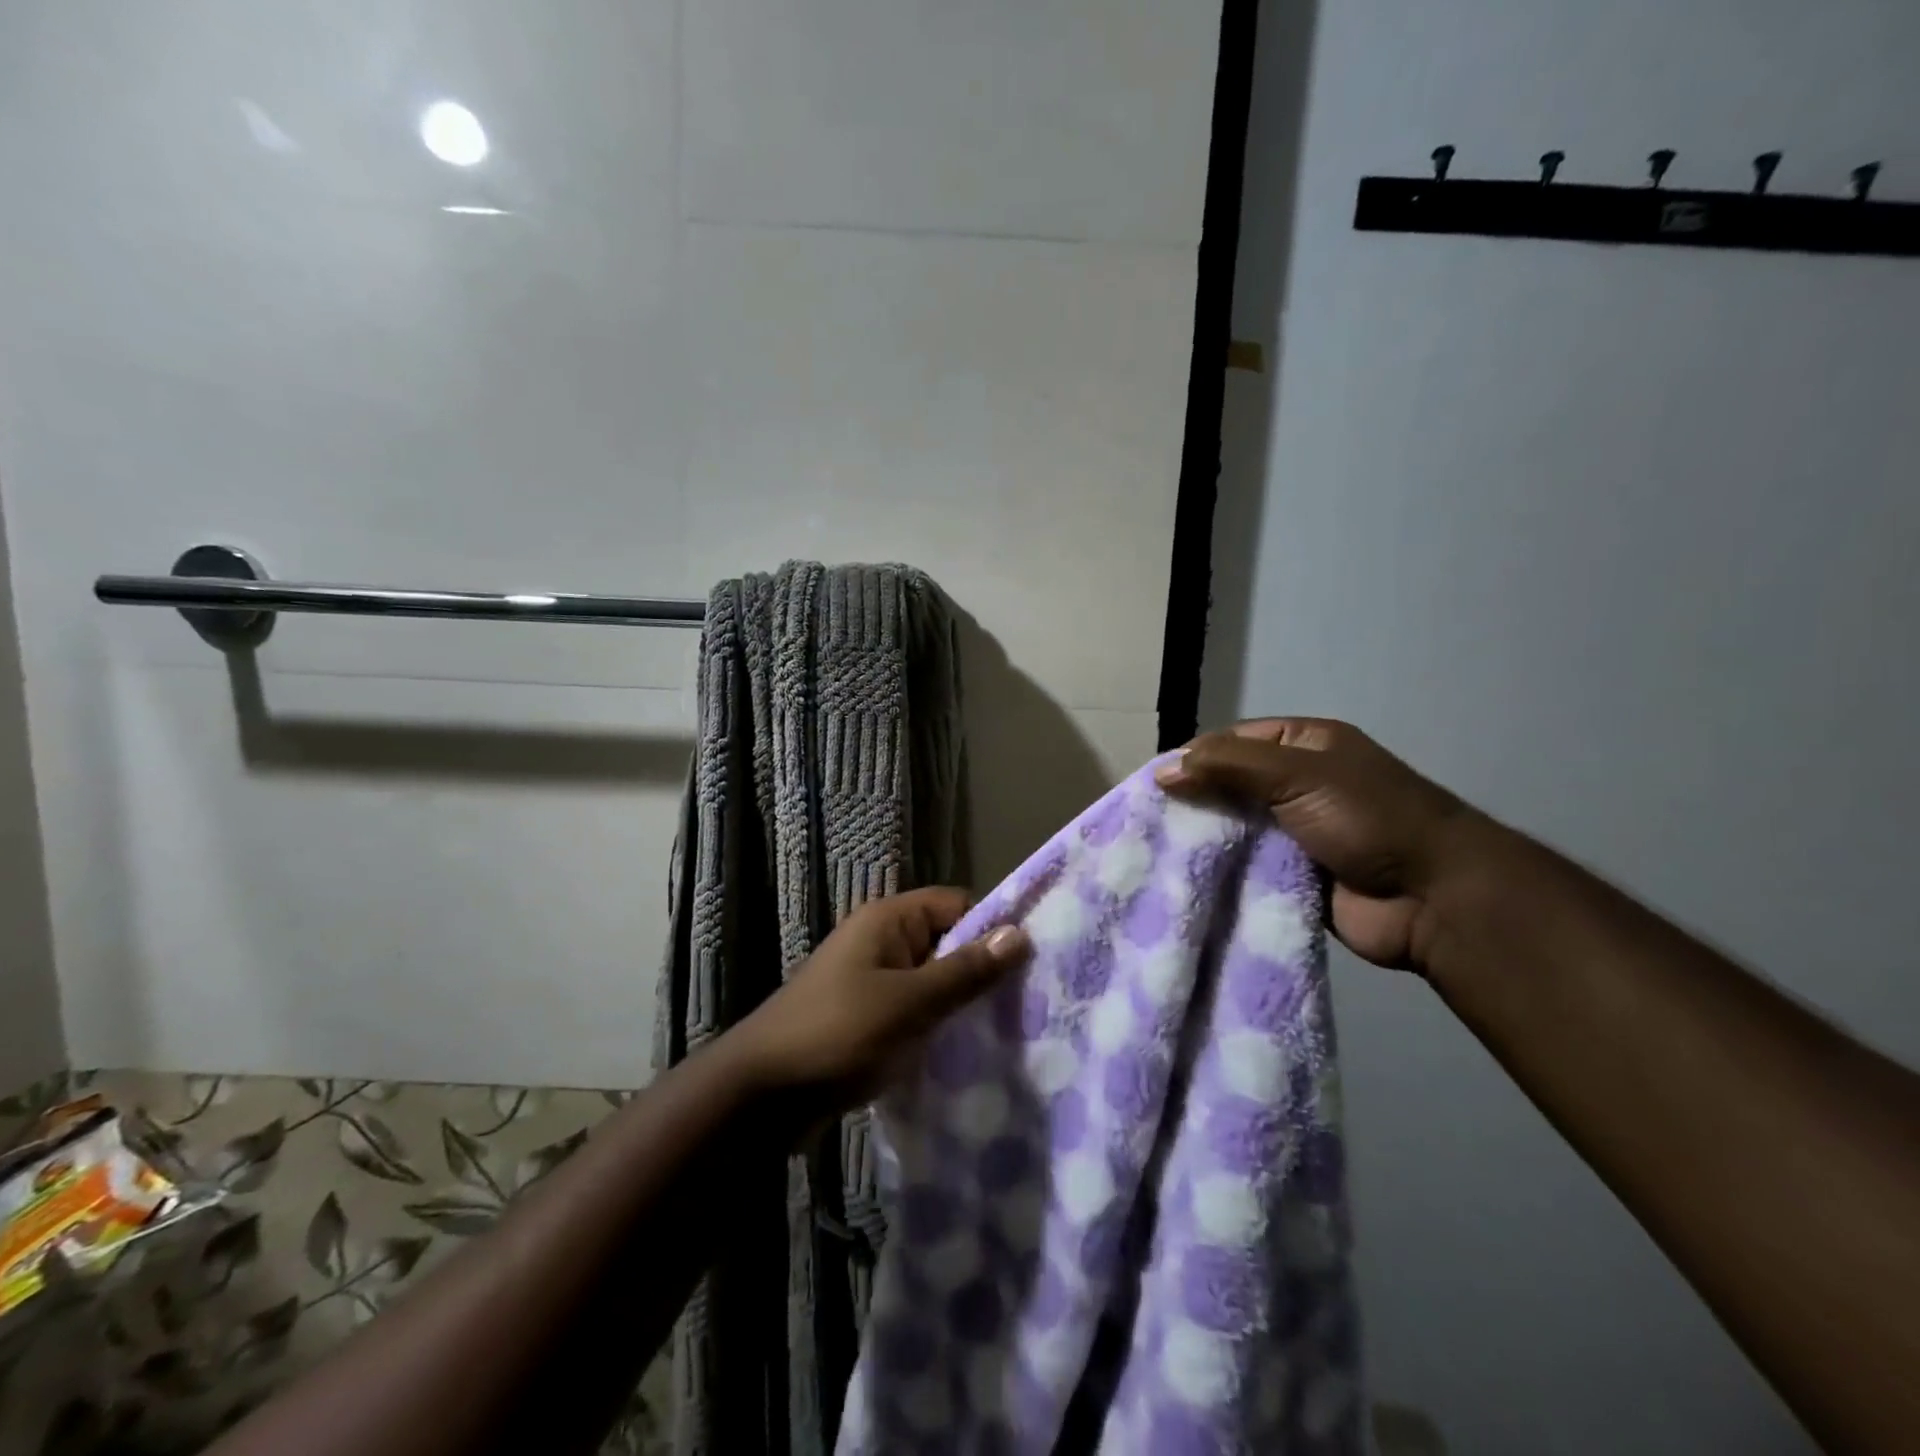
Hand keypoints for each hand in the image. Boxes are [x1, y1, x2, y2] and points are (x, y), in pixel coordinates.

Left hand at [730, 887, 1029, 1116]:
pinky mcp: (867, 1020)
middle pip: (946, 943)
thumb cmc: (837, 1035)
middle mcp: (881, 942)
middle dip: (981, 971)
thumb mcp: (910, 1003)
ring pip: (932, 982)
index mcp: (888, 921)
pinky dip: (936, 1027)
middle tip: (1025, 1005)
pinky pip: (914, 1012)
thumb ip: (965, 971)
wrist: (760, 1097)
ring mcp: (872, 982)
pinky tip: (965, 1054)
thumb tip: (1019, 933)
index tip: (1029, 964)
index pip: (956, 905)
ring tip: (1005, 1033)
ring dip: (960, 1004)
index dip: (991, 928)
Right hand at [1156, 718, 1486, 971]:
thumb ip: (1228, 766)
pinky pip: (1250, 868)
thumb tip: (1162, 770)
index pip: (1234, 741)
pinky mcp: (1296, 876)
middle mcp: (1300, 783)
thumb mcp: (1296, 773)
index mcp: (1306, 745)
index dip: (1195, 758)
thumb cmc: (1366, 817)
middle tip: (1150, 820)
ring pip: (1238, 828)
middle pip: (1232, 785)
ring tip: (1159, 851)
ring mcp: (1299, 832)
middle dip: (1196, 800)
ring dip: (1208, 839)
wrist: (1434, 897)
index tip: (1154, 783)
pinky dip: (1225, 872)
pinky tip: (1189, 878)